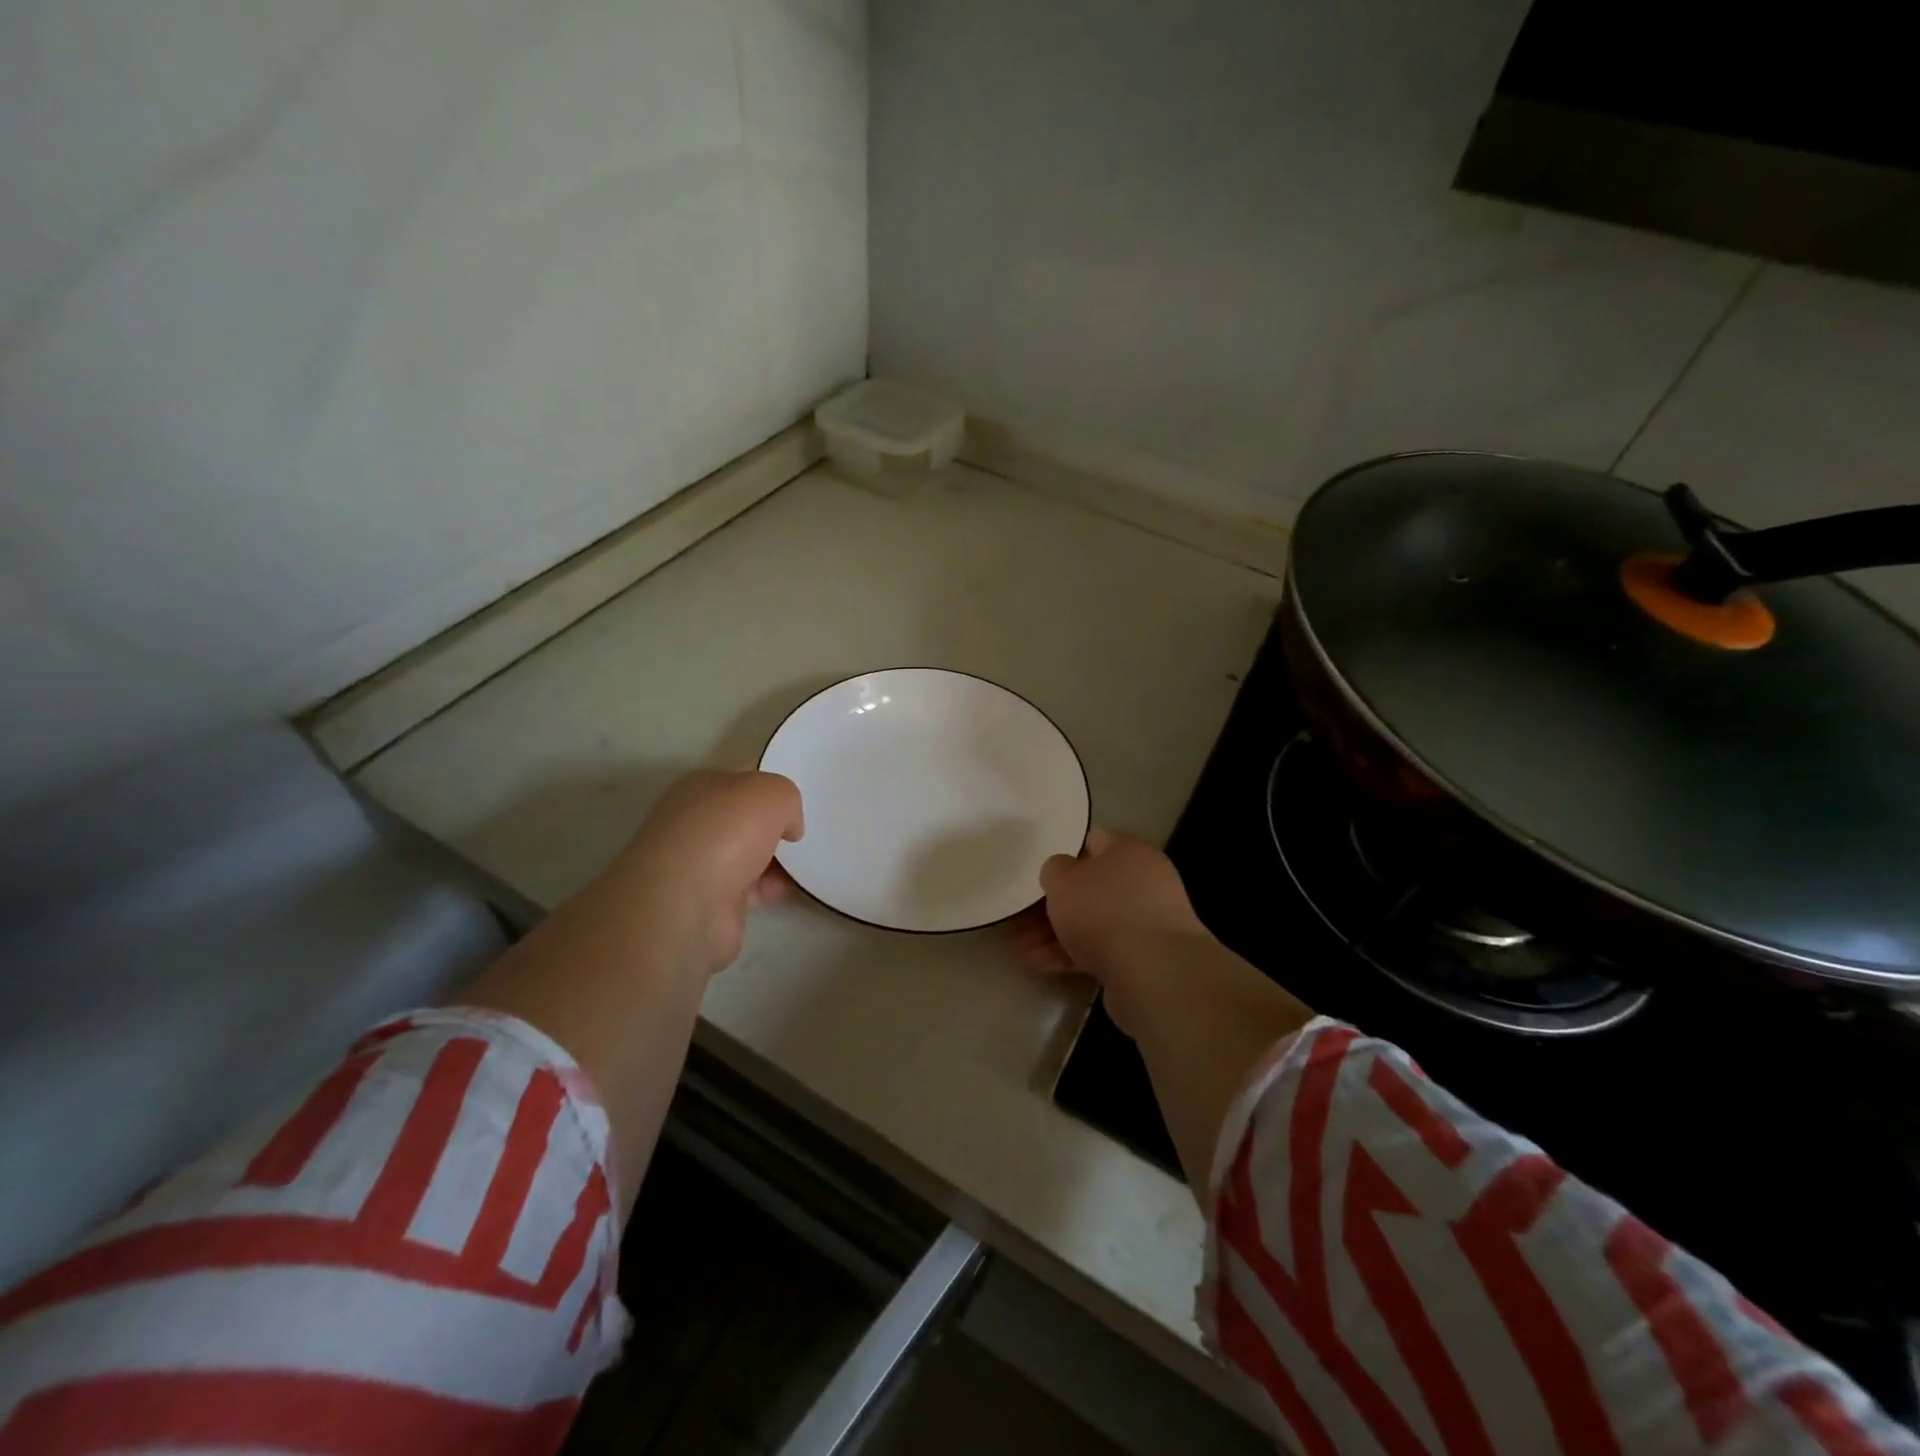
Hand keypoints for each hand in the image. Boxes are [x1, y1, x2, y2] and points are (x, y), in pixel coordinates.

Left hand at [603, 769, 804, 975]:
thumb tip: (787, 827)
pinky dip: (774, 887)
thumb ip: (787, 799)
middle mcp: (696, 822)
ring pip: (751, 853)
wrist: (685, 906)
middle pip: (747, 818)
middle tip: (810, 830)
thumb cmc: (725, 834)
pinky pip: (753, 888)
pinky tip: (795, 886)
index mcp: (701, 787)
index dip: (774, 788)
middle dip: (777, 825)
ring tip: (811, 859)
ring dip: (778, 858)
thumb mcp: (771, 793)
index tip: (801, 802)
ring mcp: (701, 864)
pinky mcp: (712, 901)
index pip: (743, 779)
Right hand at [1011, 829, 1205, 980]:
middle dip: (1054, 904)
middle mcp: (1144, 882)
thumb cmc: (1104, 911)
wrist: (1154, 973)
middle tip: (1022, 915)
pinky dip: (1071, 955)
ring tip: (1021, 947)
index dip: (1063, 853)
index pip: (1093, 841)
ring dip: (1056, 933)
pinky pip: (1101, 949)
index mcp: (1130, 852)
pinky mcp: (1144, 958)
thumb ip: (1055, 870)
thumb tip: (1062, 873)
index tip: (1038, 871)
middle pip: (1091, 887)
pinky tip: (1040, 964)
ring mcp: (1146, 922)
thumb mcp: (1063, 879)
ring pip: (1092, 921)